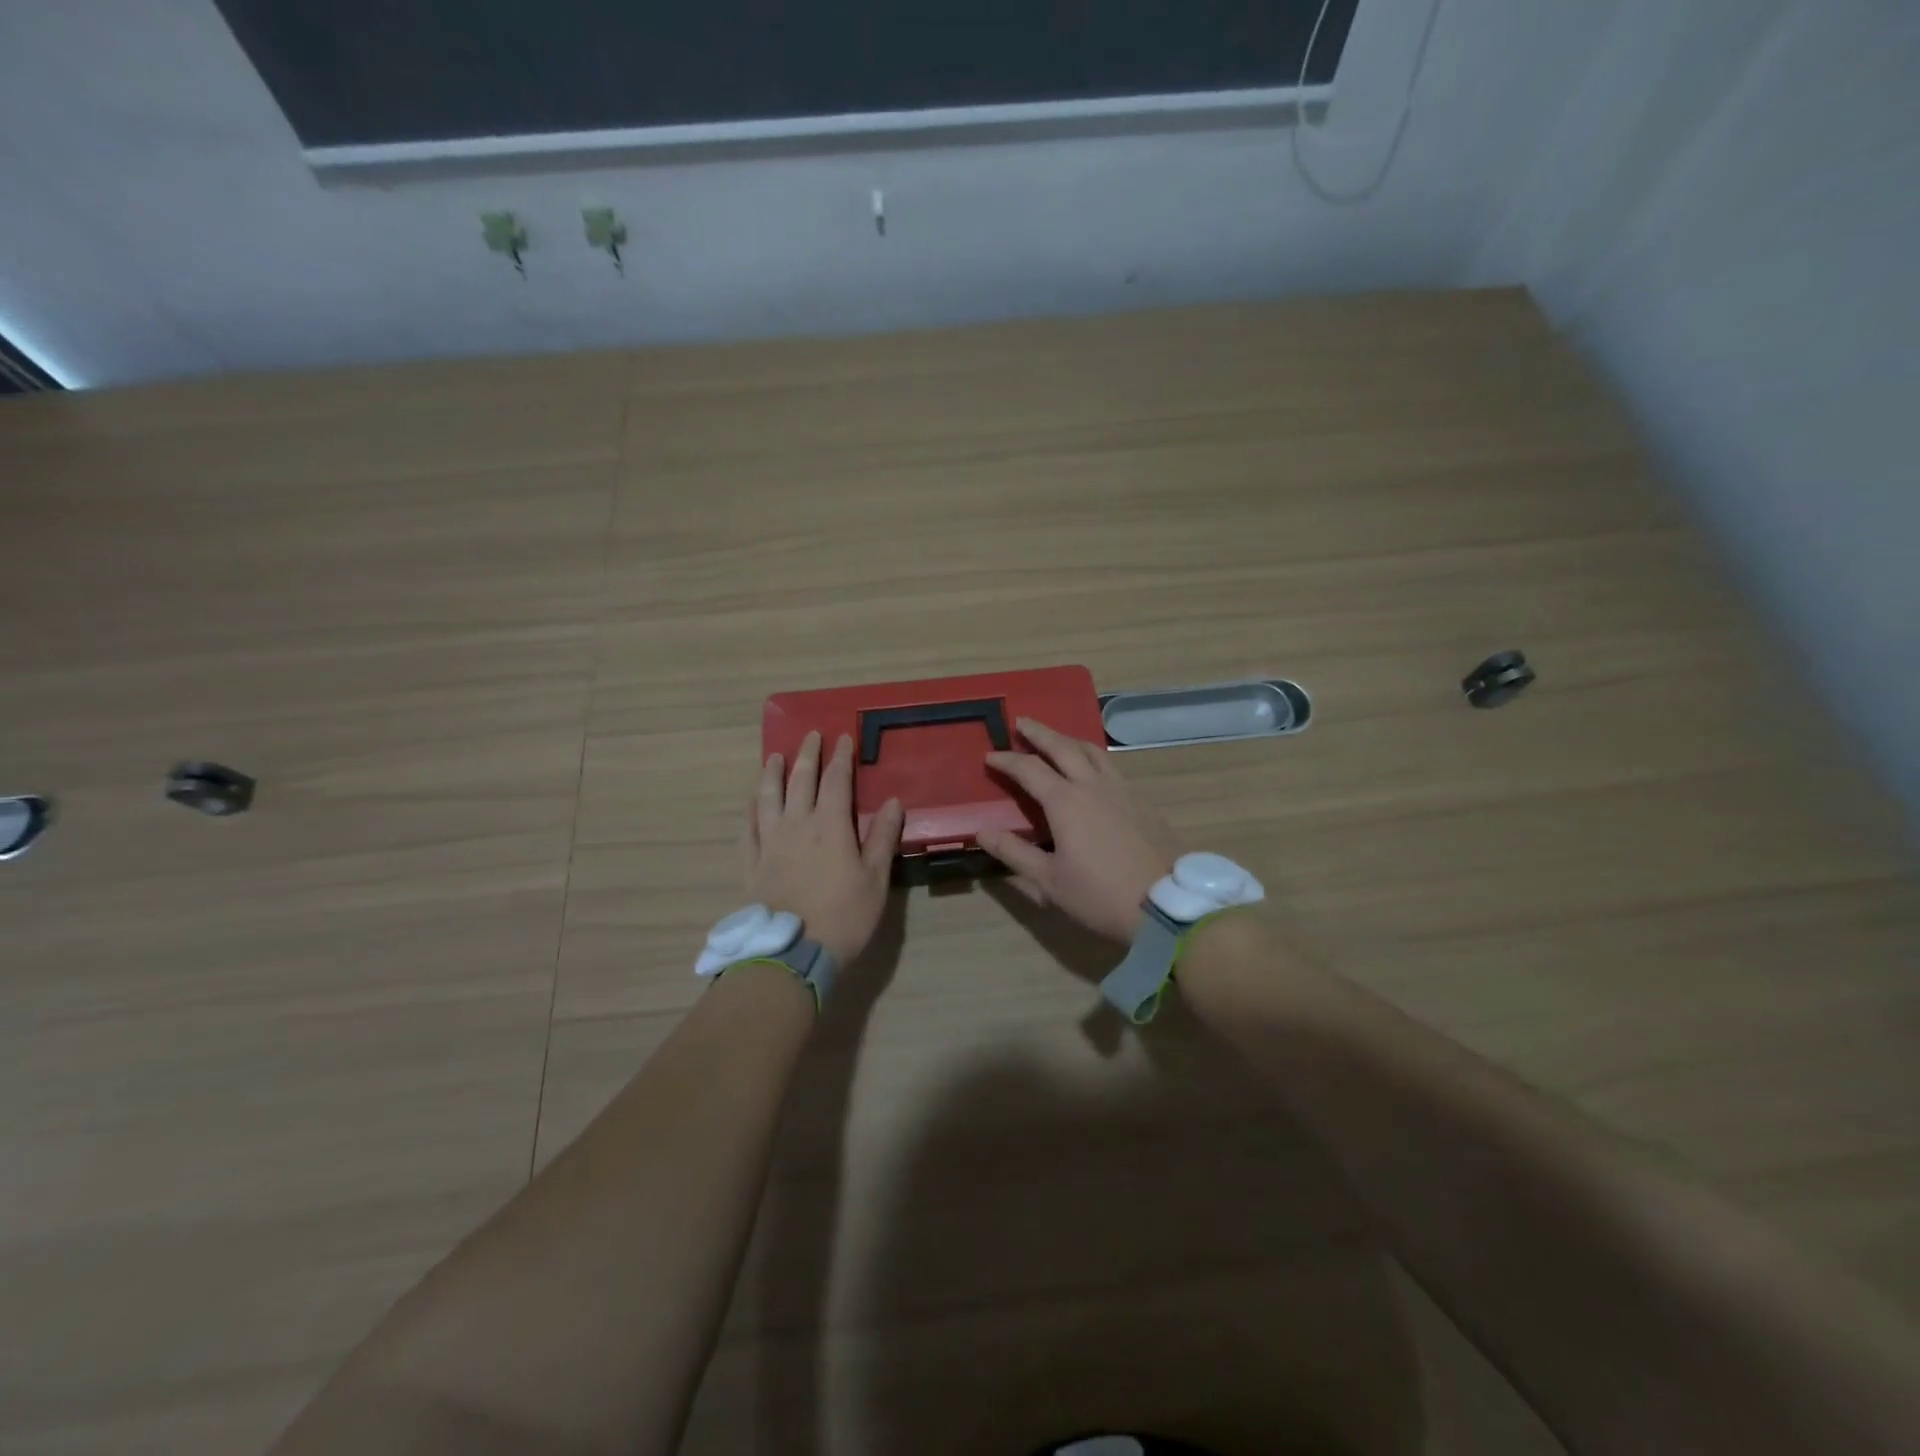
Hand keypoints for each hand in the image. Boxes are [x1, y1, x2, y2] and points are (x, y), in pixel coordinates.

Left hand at [747, 731, 903, 967]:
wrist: (792, 953)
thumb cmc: (844, 916)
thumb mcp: (875, 879)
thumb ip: (882, 837)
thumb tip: (894, 801)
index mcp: (830, 826)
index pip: (836, 781)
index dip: (840, 758)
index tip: (842, 738)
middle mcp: (796, 825)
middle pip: (800, 781)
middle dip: (806, 755)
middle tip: (809, 736)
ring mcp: (769, 843)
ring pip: (768, 798)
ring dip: (772, 774)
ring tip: (773, 757)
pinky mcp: (751, 864)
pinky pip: (747, 828)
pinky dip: (750, 810)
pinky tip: (751, 801)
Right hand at [978, 718, 1180, 942]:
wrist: (1165, 905)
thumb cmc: (1099, 895)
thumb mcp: (1049, 881)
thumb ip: (1014, 853)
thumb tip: (982, 832)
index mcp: (1066, 802)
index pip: (1029, 769)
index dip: (1007, 760)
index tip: (990, 755)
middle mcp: (1093, 786)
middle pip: (1063, 747)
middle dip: (1040, 733)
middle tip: (1023, 721)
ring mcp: (1122, 791)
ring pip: (1093, 751)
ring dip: (1070, 740)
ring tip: (1058, 738)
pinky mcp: (1142, 802)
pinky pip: (1112, 768)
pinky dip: (1094, 758)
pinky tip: (1093, 771)